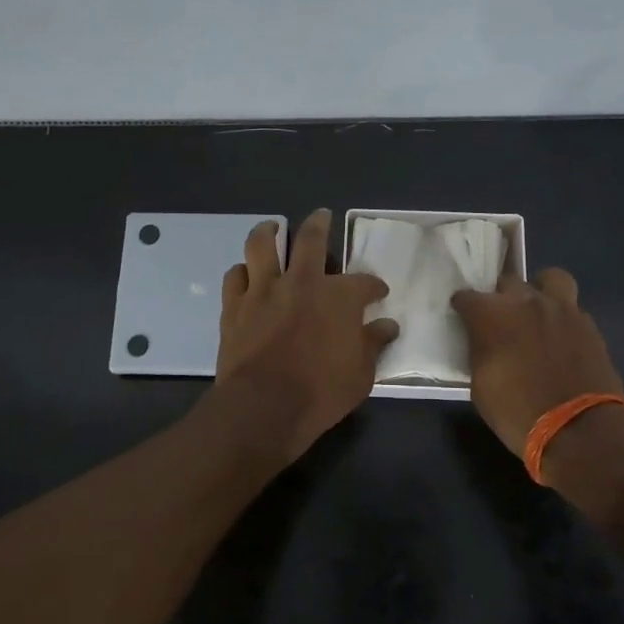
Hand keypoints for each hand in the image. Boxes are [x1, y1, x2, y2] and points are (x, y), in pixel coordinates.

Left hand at [213, 210, 399, 463]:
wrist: (263, 407)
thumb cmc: (320, 393)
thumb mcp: (361, 375)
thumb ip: (373, 345)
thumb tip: (388, 326)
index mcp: (338, 297)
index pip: (363, 282)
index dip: (373, 286)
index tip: (378, 292)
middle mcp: (301, 282)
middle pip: (310, 239)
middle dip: (319, 224)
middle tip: (321, 216)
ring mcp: (263, 290)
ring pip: (262, 244)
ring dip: (269, 231)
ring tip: (273, 227)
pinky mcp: (235, 306)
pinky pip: (235, 276)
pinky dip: (242, 272)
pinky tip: (246, 274)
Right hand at [451, 269, 623, 457]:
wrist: (580, 430)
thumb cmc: (518, 412)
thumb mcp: (481, 386)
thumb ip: (480, 351)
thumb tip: (483, 341)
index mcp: (493, 315)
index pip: (467, 297)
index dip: (462, 307)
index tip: (462, 317)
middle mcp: (526, 301)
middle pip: (507, 282)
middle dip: (500, 296)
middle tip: (500, 319)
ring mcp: (562, 309)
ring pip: (549, 279)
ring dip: (540, 290)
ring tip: (536, 312)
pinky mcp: (588, 324)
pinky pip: (571, 307)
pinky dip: (562, 317)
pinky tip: (559, 337)